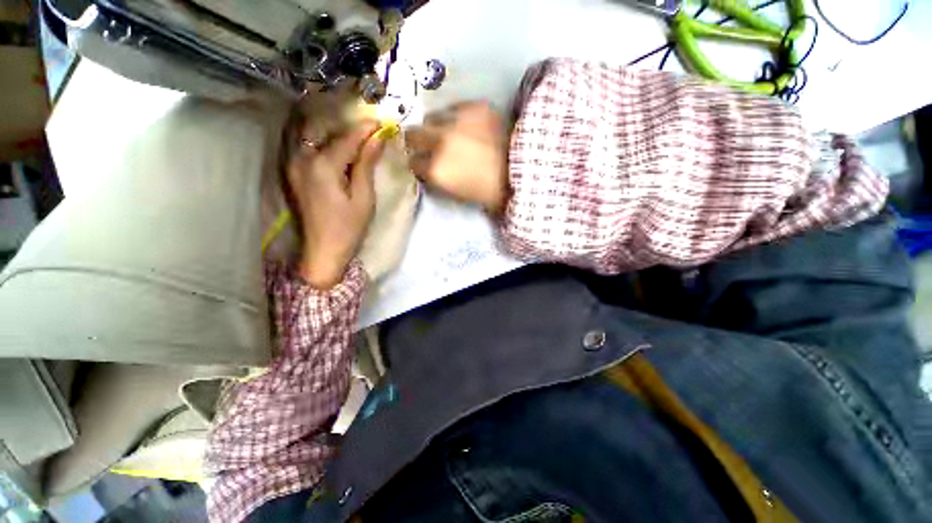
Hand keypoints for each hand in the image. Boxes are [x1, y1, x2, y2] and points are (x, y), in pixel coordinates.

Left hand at [287, 120, 385, 288]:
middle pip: (327, 133)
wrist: (323, 251)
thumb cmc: (349, 228)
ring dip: (333, 133)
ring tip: (354, 134)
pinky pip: (306, 149)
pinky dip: (322, 143)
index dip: (366, 129)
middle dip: (348, 128)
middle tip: (369, 128)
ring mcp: (293, 166)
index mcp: (323, 165)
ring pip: (313, 138)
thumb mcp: (363, 198)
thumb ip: (366, 165)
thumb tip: (376, 139)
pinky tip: (335, 147)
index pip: (348, 139)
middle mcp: (303, 159)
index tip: (382, 122)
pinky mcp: (293, 174)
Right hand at [405, 102, 508, 213]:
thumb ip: (438, 181)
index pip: (412, 163)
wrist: (526, 171)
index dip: (419, 166)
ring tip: (450, 134)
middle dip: (418, 143)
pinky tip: (468, 126)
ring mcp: (456, 121)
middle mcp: (439, 142)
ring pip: (431, 117)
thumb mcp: (458, 195)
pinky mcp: (475, 107)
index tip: (425, 166)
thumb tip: (428, 170)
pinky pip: (454, 108)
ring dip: (436, 127)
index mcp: (437, 170)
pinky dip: (456, 118)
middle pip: (412, 135)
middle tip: (430, 147)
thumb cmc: (491, 192)